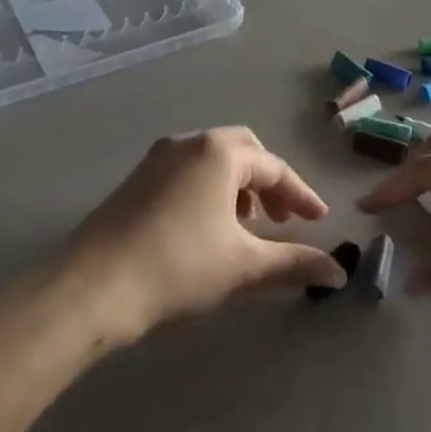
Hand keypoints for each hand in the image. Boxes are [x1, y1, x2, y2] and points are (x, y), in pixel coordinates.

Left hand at [67, 127, 347, 339]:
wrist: (91, 288)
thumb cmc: (178, 267)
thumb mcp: (243, 266)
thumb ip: (294, 263)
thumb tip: (339, 271)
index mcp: (219, 153)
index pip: (274, 167)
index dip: (301, 195)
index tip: (318, 221)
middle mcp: (188, 143)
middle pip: (242, 151)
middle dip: (268, 183)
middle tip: (282, 219)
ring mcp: (156, 158)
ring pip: (211, 160)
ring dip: (237, 186)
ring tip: (245, 226)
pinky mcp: (135, 180)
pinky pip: (186, 171)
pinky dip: (208, 190)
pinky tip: (206, 228)